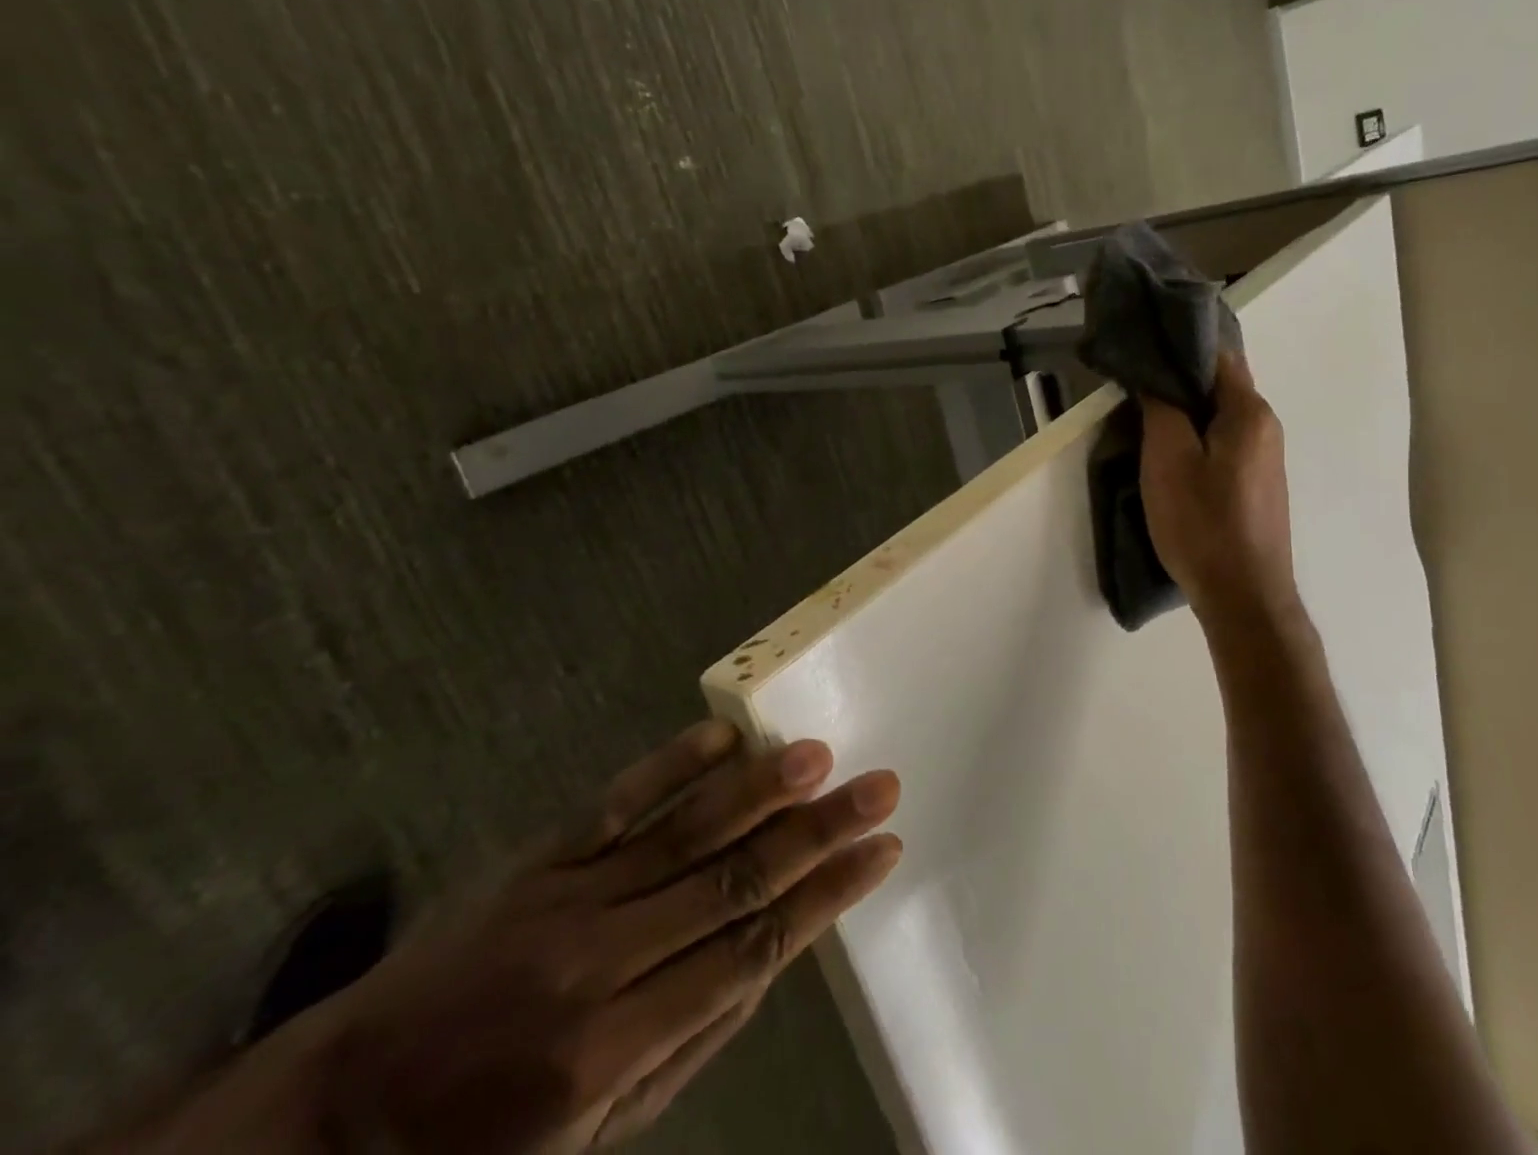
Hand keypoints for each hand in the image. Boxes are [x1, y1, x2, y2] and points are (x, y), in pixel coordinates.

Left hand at [123, 722, 901, 1154]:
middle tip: (877, 787)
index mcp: (617, 1048)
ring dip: (757, 789)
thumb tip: (776, 955)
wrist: (344, 1111)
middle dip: (816, 833)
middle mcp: (599, 960)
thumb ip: (696, 1040)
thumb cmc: (485, 1144)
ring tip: (819, 755)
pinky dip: (672, 764)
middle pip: (731, 882)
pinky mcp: (540, 857)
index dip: (825, 898)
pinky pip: (617, 801)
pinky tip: (723, 734)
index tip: (883, 851)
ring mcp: (567, 895)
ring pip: (682, 831)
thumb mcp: (599, 1136)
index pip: (751, 951)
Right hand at [1138, 351, 1297, 627]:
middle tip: (1133, 386)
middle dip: (1178, 382)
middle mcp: (1267, 428)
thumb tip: (1154, 375)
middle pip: (1220, 387)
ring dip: (1185, 413)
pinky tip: (1171, 456)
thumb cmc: (1203, 523)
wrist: (1244, 596)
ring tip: (1143, 419)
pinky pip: (1224, 445)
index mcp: (1250, 413)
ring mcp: (1266, 459)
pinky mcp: (1257, 486)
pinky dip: (1197, 439)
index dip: (1179, 347)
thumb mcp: (1168, 460)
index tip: (1141, 349)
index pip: (1218, 356)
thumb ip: (1161, 409)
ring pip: (1220, 418)